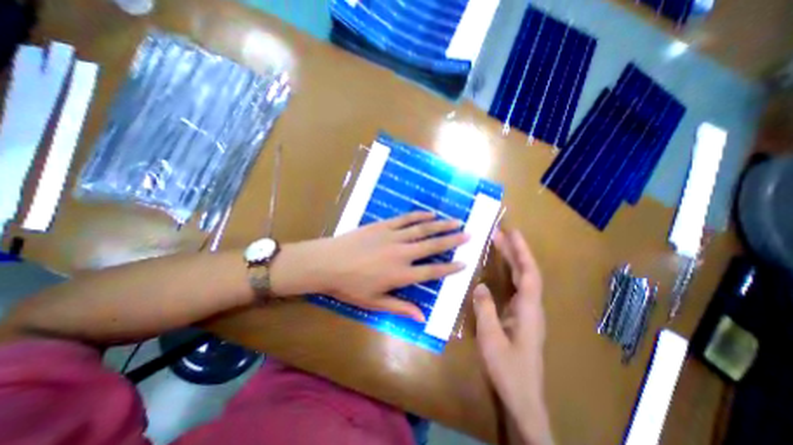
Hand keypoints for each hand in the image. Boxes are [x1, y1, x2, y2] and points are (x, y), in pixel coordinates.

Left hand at [275, 211, 465, 319]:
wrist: (328, 263)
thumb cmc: (350, 286)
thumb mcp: (374, 303)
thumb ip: (400, 308)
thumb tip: (421, 316)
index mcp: (401, 274)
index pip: (432, 271)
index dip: (450, 268)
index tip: (464, 262)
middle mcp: (402, 253)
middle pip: (433, 246)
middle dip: (452, 240)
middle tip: (469, 234)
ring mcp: (393, 237)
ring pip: (422, 229)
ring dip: (441, 225)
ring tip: (456, 221)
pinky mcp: (383, 226)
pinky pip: (405, 219)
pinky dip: (419, 216)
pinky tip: (430, 214)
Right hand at [469, 230, 552, 444]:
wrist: (522, 397)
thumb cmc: (508, 369)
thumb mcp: (491, 339)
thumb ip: (485, 309)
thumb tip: (479, 285)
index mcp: (528, 310)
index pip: (528, 273)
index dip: (521, 252)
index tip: (512, 233)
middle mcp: (531, 307)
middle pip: (526, 272)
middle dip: (515, 250)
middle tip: (500, 233)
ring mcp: (527, 312)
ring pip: (522, 279)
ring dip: (512, 260)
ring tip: (499, 244)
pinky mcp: (521, 317)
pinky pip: (516, 288)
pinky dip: (509, 273)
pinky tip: (500, 269)